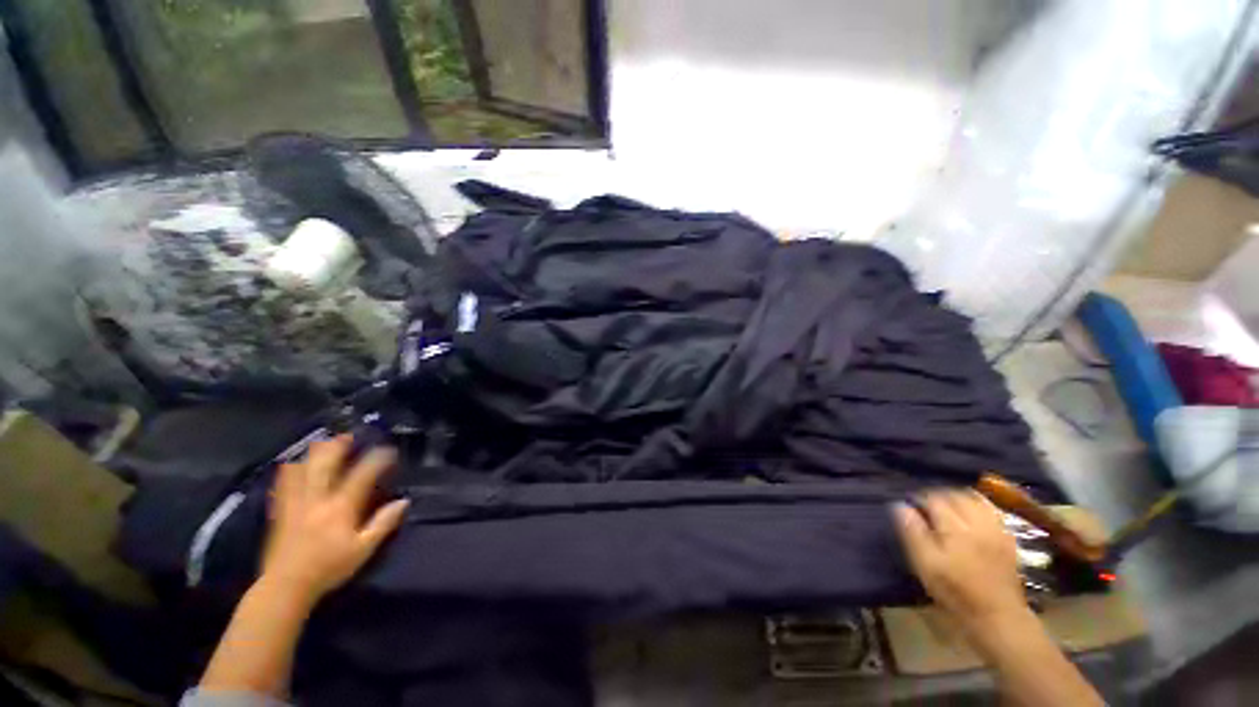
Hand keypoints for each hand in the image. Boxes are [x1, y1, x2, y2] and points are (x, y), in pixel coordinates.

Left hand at [261, 435, 409, 604]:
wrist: (285, 586)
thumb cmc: (329, 568)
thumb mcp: (363, 549)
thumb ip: (383, 523)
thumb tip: (404, 501)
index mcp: (341, 507)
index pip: (362, 475)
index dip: (377, 459)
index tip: (388, 449)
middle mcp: (317, 499)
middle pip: (326, 464)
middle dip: (338, 446)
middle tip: (348, 435)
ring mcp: (296, 504)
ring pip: (302, 470)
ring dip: (313, 454)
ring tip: (323, 443)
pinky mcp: (280, 512)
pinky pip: (283, 484)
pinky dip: (289, 470)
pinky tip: (292, 464)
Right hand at [895, 490, 1027, 633]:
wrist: (998, 617)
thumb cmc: (955, 592)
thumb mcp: (925, 565)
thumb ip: (912, 532)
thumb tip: (900, 505)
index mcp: (955, 528)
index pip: (934, 499)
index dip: (919, 499)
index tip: (911, 505)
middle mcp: (978, 522)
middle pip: (956, 495)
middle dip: (939, 495)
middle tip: (926, 505)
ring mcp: (996, 529)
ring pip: (976, 499)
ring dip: (959, 497)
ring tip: (947, 506)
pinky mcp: (1007, 538)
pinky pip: (992, 510)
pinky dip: (978, 505)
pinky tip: (971, 513)